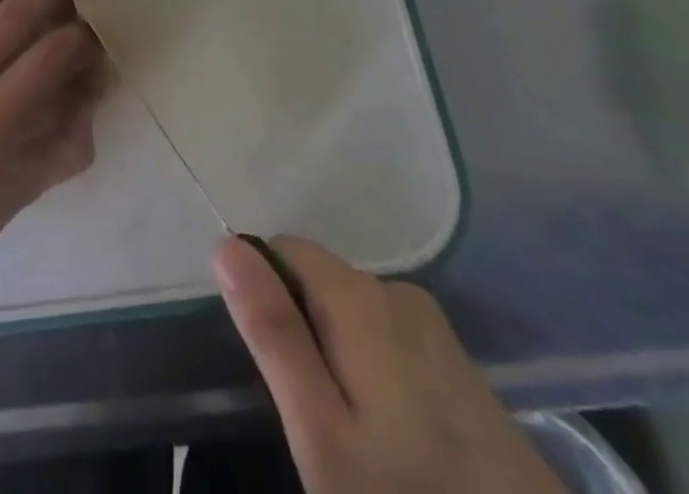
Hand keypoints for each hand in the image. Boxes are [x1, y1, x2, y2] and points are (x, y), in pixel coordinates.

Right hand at [214, 237, 563, 493]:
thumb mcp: (321, 433)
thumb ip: (273, 332)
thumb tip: (226, 244)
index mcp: (361, 296)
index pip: (282, 250)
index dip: (265, 299)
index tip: (278, 373)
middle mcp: (399, 293)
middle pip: (318, 282)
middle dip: (303, 334)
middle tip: (317, 424)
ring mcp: (437, 331)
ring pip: (352, 316)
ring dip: (338, 359)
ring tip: (358, 444)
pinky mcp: (462, 369)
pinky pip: (391, 344)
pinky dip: (376, 377)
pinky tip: (397, 446)